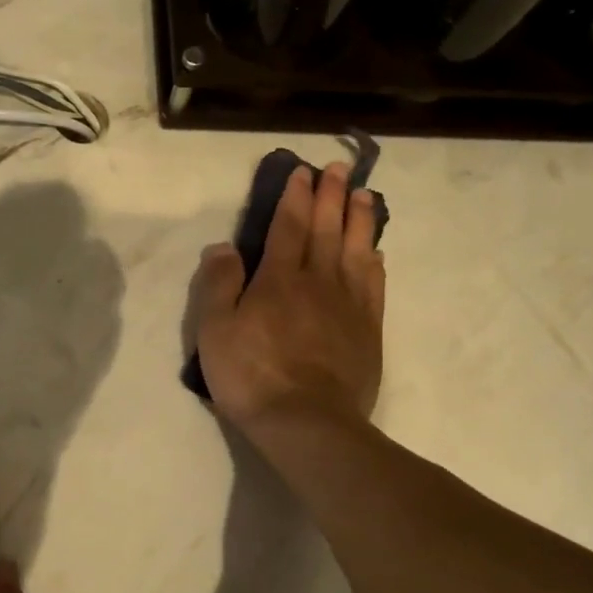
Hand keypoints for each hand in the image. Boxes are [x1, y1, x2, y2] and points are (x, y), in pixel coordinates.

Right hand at [193, 162, 385, 435]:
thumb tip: (224, 247)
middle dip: (331, 196)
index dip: (295, 198)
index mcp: (279, 279)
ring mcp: (348, 306)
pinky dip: (375, 264)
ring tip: (363, 195)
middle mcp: (318, 282)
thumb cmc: (252, 376)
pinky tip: (377, 253)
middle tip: (339, 169)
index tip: (302, 173)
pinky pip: (374, 286)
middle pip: (326, 230)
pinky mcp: (367, 331)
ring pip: (356, 251)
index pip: (288, 227)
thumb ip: (219, 285)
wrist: (307, 423)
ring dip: (359, 220)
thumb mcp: (215, 331)